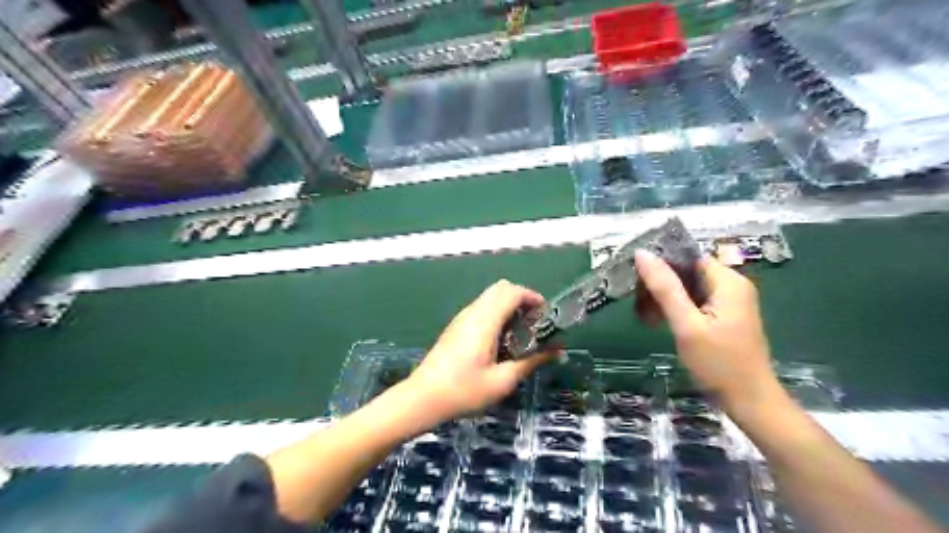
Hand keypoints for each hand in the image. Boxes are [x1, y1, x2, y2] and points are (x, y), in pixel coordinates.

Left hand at [405, 280, 557, 423]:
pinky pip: (481, 308)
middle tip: (535, 322)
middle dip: (521, 298)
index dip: (532, 296)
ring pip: (489, 297)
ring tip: (521, 332)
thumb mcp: (502, 380)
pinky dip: (496, 313)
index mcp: (484, 320)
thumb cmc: (463, 391)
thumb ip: (531, 362)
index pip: (511, 291)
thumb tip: (557, 351)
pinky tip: (500, 340)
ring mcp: (461, 318)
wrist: (422, 398)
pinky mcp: (455, 327)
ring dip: (508, 305)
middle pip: (500, 288)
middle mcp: (472, 312)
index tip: (546, 314)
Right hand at [632, 249, 782, 406]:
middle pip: (688, 272)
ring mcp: (730, 302)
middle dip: (661, 283)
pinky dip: (676, 308)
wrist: (749, 402)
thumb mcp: (687, 325)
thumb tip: (642, 254)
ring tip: (643, 313)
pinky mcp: (724, 317)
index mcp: (728, 281)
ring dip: (665, 297)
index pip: (688, 258)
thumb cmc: (718, 363)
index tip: (635, 275)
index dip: (661, 263)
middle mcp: (732, 286)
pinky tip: (658, 320)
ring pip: (689, 288)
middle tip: (636, 299)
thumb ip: (665, 288)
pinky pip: (695, 302)